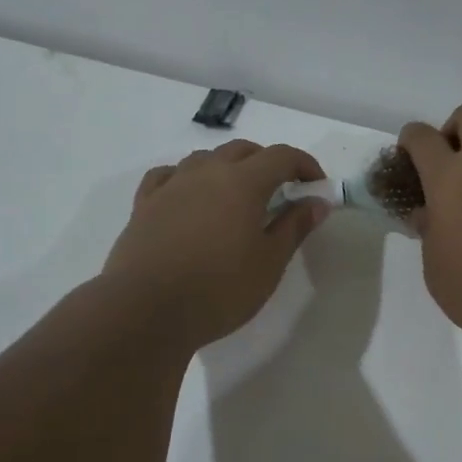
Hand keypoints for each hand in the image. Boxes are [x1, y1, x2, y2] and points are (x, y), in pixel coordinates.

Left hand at [103, 141, 328, 348]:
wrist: (147, 310)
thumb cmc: (220, 289)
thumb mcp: (269, 263)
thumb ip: (294, 227)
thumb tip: (317, 202)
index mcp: (243, 182)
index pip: (281, 156)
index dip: (304, 165)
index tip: (316, 186)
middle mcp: (206, 172)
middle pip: (243, 150)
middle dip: (267, 164)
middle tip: (280, 193)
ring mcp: (172, 185)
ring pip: (205, 159)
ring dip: (227, 168)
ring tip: (236, 197)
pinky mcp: (145, 204)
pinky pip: (169, 175)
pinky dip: (187, 178)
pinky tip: (189, 196)